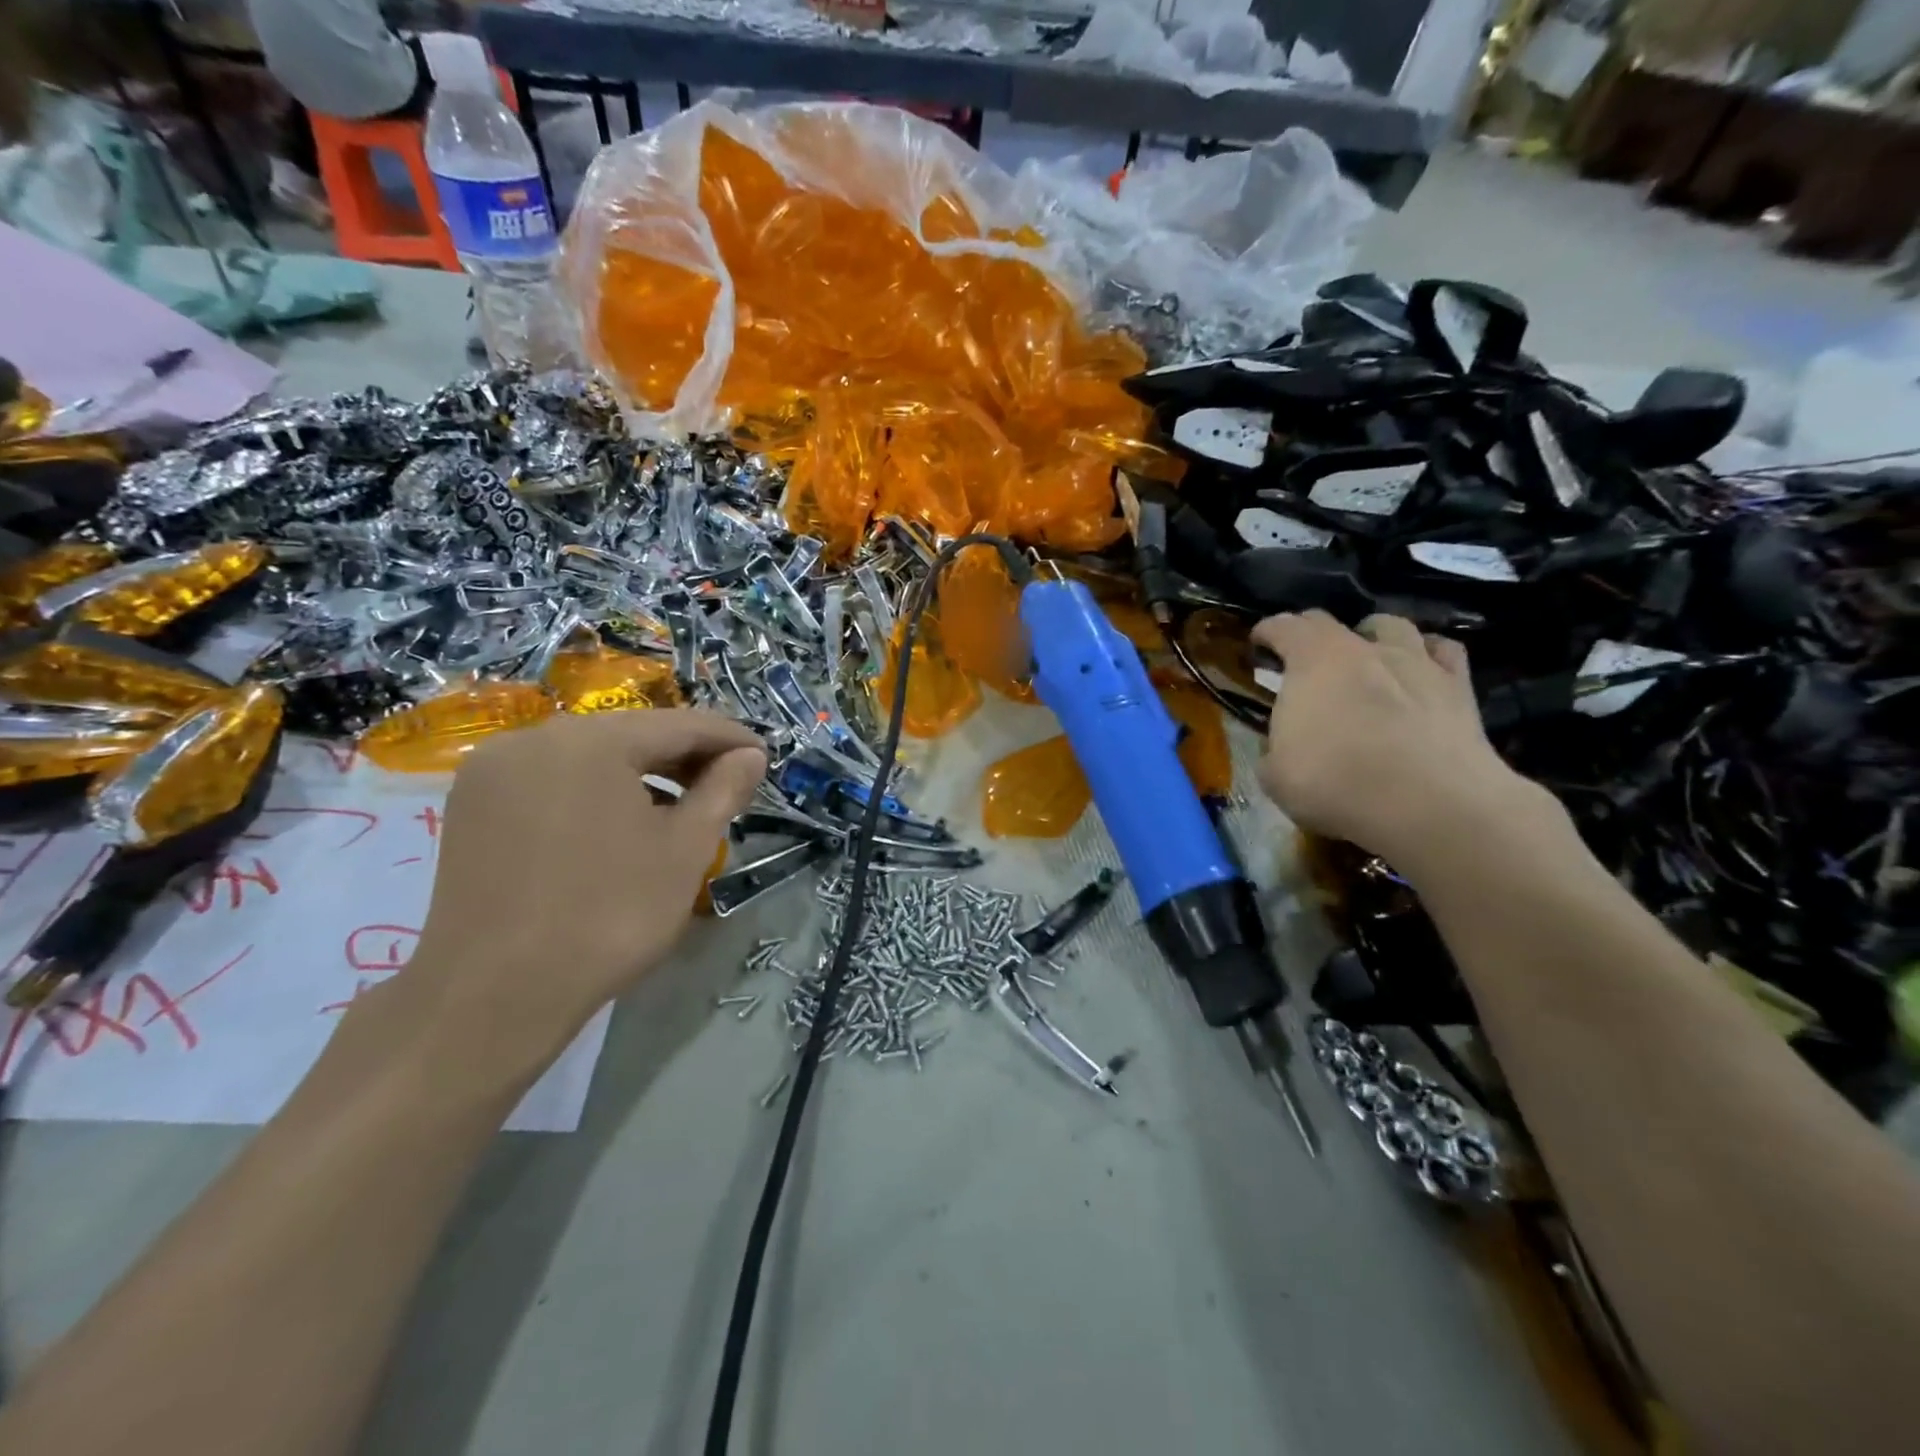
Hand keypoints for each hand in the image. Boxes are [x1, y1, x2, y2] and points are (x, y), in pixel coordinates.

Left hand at [404, 710, 766, 1052]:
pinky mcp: (473, 804)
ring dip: (643, 774)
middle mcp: (534, 738)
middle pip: (631, 734)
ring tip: (682, 808)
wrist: (493, 995)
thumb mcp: (684, 850)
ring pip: (591, 755)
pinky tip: (622, 822)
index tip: (764, 757)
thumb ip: (723, 790)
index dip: (729, 739)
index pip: (679, 724)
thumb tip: (750, 755)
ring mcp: (495, 770)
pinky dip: (598, 789)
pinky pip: (554, 778)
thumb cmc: (608, 915)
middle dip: (686, 757)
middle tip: (730, 786)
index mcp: (590, 741)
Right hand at [1253, 612, 1552, 874]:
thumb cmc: (1337, 784)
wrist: (1430, 804)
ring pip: (1393, 626)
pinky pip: (1443, 652)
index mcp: (1312, 661)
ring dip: (1372, 636)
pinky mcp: (1460, 686)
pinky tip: (1421, 670)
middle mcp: (1364, 649)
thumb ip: (1274, 749)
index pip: (1283, 627)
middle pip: (1331, 622)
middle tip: (1302, 659)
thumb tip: (1282, 747)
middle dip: (1310, 634)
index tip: (1258, 644)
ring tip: (1367, 656)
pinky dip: (1427, 654)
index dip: (1267, 632)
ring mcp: (1417, 662)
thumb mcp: (1276, 776)